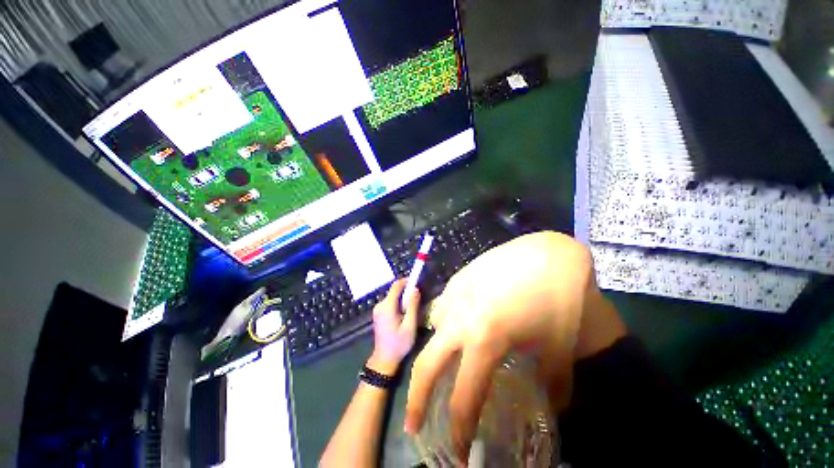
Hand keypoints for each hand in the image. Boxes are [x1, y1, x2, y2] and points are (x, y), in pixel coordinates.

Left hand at [367, 279, 420, 375]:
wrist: (384, 359)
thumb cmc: (399, 344)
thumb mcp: (410, 325)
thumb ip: (412, 306)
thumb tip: (415, 289)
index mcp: (387, 306)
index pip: (396, 286)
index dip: (406, 281)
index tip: (417, 281)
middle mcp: (380, 305)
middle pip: (394, 291)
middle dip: (406, 291)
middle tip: (417, 297)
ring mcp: (377, 310)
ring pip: (392, 297)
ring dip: (402, 298)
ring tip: (412, 307)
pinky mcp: (378, 314)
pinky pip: (389, 303)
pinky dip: (398, 304)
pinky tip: (404, 314)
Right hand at [405, 232, 624, 460]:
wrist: (544, 254)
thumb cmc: (554, 298)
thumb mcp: (559, 346)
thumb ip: (554, 385)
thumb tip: (553, 409)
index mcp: (485, 340)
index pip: (463, 397)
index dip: (459, 430)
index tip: (459, 452)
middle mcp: (460, 320)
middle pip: (426, 365)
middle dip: (417, 399)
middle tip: (414, 422)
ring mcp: (454, 295)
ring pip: (432, 331)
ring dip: (434, 352)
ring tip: (447, 360)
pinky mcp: (456, 278)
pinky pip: (442, 306)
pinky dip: (444, 322)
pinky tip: (460, 319)